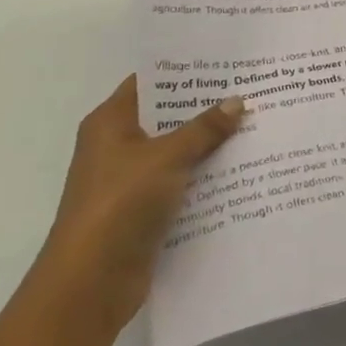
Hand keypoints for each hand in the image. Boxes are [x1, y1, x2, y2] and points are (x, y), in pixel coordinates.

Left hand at [34, 76, 244, 336]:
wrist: (90, 284)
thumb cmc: (120, 204)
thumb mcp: (167, 157)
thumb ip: (204, 128)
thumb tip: (237, 101)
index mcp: (110, 123)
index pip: (150, 82)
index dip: (185, 72)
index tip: (225, 62)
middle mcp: (117, 146)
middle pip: (167, 117)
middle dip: (206, 107)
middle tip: (251, 90)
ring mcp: (130, 180)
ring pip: (178, 151)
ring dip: (210, 143)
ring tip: (256, 124)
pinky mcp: (144, 210)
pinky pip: (181, 182)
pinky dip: (206, 176)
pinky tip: (242, 168)